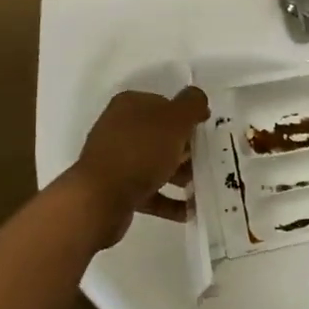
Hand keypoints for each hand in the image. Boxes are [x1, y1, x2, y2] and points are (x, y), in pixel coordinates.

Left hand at [67, 86, 208, 247]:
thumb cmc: (141, 151)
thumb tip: (198, 98)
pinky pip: (149, 191)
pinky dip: (169, 200)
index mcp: (130, 105)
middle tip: (207, 161)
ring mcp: (116, 159)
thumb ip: (191, 104)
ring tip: (202, 188)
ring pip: (155, 164)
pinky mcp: (116, 188)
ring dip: (180, 175)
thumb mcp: (174, 120)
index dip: (187, 117)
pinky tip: (189, 211)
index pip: (165, 104)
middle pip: (161, 135)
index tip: (205, 132)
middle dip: (186, 149)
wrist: (100, 197)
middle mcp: (119, 128)